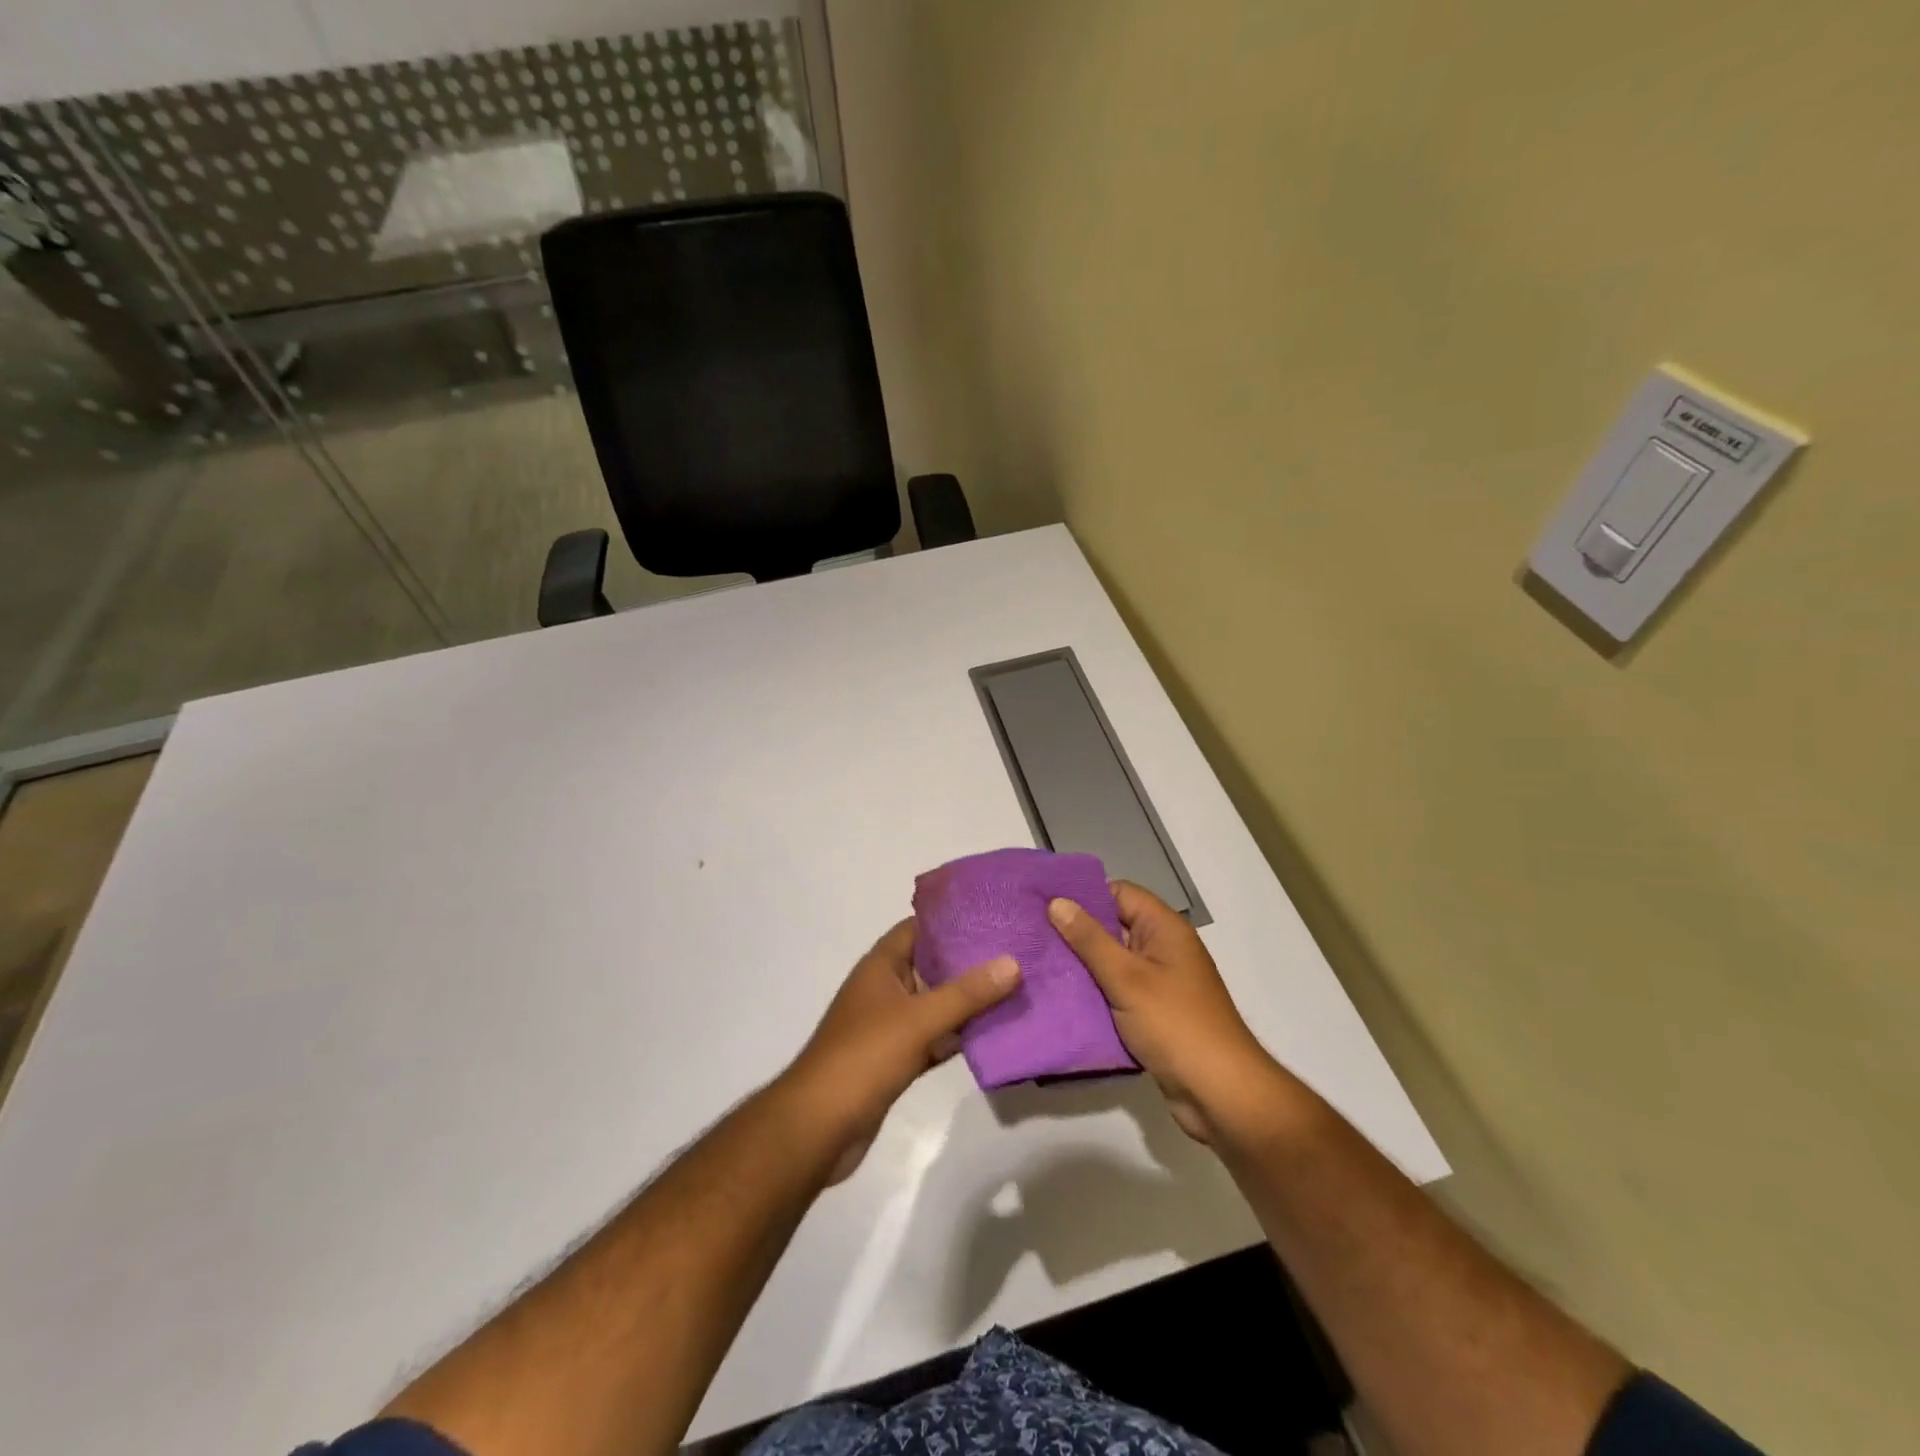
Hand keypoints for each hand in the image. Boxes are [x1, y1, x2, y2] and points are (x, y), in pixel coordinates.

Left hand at [784, 919, 1020, 1182]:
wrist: (819, 1126)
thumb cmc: (865, 1057)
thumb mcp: (919, 1019)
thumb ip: (966, 992)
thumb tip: (1013, 961)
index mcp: (881, 966)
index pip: (919, 927)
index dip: (952, 917)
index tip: (994, 913)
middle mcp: (885, 989)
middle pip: (932, 964)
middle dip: (970, 959)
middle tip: (1018, 949)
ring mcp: (890, 1025)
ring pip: (936, 1003)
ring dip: (969, 999)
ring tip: (1017, 985)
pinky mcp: (897, 1059)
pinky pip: (935, 1037)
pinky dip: (959, 1035)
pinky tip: (995, 1033)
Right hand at [1048, 882, 1276, 1142]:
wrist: (1219, 1093)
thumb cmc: (1175, 1024)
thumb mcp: (1127, 977)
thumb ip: (1090, 939)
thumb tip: (1057, 902)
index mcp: (1164, 928)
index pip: (1119, 892)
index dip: (1083, 895)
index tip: (1043, 903)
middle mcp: (1163, 948)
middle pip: (1113, 925)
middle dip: (1075, 931)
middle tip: (1031, 934)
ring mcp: (1159, 981)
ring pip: (1112, 961)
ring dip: (1081, 965)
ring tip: (1037, 964)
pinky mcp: (1153, 1012)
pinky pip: (1117, 990)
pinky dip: (1094, 992)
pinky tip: (1060, 997)